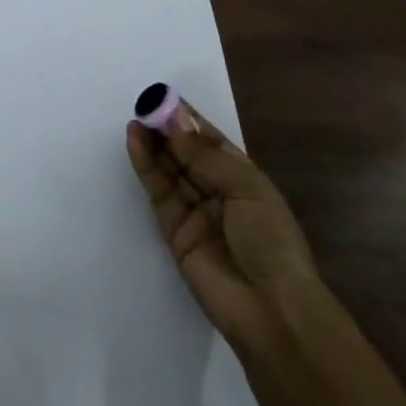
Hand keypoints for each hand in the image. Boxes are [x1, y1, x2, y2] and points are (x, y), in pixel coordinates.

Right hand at [126, 104, 321, 353]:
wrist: (270, 309)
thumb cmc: (270, 240)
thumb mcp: (245, 188)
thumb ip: (204, 156)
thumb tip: (173, 120)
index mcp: (244, 178)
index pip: (211, 141)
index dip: (188, 120)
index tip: (164, 97)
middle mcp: (218, 191)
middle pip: (186, 153)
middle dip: (167, 129)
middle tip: (144, 105)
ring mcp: (195, 211)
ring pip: (169, 170)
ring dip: (153, 144)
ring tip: (135, 119)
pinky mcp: (174, 231)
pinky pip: (158, 192)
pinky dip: (146, 167)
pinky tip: (136, 143)